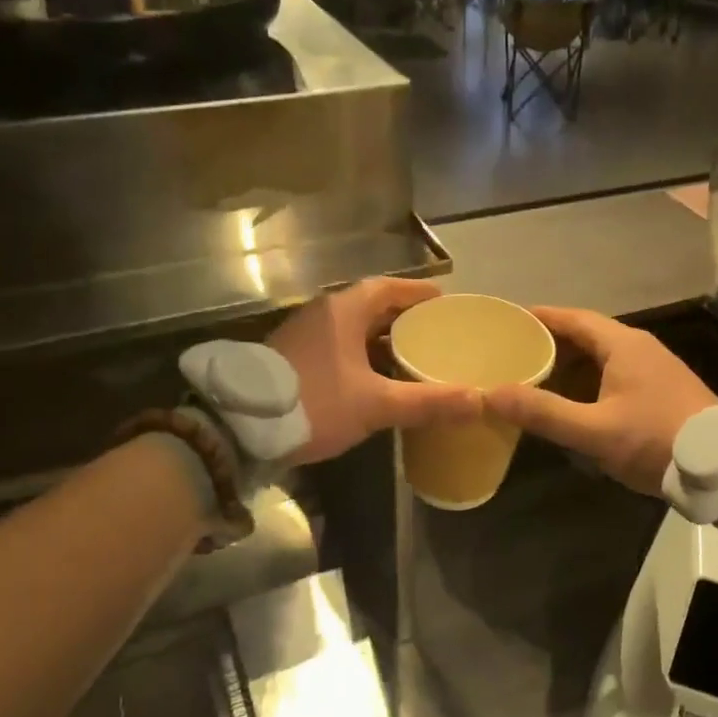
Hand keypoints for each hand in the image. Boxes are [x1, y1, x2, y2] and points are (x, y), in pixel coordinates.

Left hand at [268, 278, 480, 464]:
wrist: (239, 428)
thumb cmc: (314, 403)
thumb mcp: (375, 404)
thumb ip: (426, 402)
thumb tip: (478, 400)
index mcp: (343, 310)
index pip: (388, 288)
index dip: (417, 293)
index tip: (443, 301)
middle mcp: (322, 313)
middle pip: (370, 306)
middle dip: (402, 318)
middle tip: (434, 332)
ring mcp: (302, 334)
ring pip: (351, 328)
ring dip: (380, 339)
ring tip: (412, 355)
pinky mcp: (291, 357)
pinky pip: (336, 346)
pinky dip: (360, 355)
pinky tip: (375, 378)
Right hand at [484, 306, 717, 495]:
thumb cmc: (656, 440)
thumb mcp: (594, 430)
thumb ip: (544, 413)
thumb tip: (490, 393)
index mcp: (623, 345)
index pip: (573, 318)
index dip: (540, 317)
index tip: (508, 321)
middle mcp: (639, 347)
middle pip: (586, 335)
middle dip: (550, 343)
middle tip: (514, 355)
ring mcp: (654, 368)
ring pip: (602, 357)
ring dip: (570, 365)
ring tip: (535, 378)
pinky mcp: (662, 390)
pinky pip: (615, 373)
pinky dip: (588, 380)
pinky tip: (573, 402)